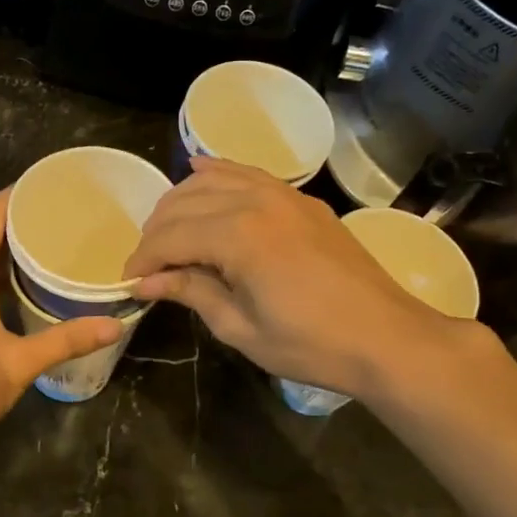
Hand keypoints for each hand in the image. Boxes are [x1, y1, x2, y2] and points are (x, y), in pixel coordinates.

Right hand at [123, 157, 491, 399]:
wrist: (386, 337)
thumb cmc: (310, 344)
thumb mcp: (240, 327)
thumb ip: (191, 293)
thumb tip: (147, 282)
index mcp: (237, 235)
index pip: (169, 238)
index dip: (143, 260)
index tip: (130, 283)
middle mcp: (254, 200)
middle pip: (183, 204)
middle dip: (156, 233)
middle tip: (148, 265)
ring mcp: (281, 193)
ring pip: (211, 180)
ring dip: (180, 202)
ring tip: (168, 233)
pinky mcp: (300, 199)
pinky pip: (247, 173)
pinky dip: (217, 172)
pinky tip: (199, 172)